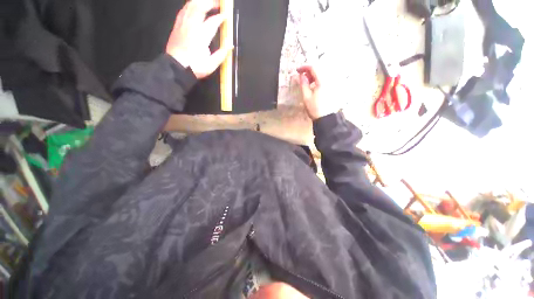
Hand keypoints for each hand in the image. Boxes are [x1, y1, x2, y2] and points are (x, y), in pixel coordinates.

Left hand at [166, 0, 232, 78]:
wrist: (177, 68)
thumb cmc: (195, 67)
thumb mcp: (211, 64)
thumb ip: (222, 54)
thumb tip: (230, 45)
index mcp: (201, 36)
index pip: (213, 22)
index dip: (220, 17)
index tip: (226, 16)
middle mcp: (191, 26)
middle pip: (200, 6)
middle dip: (210, 2)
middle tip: (218, 3)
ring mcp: (183, 24)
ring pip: (190, 5)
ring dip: (200, 1)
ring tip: (207, 2)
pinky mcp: (177, 25)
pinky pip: (184, 10)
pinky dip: (190, 5)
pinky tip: (194, 6)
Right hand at [294, 65, 337, 120]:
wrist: (326, 118)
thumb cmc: (315, 108)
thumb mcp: (306, 97)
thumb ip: (303, 84)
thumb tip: (301, 75)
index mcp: (322, 81)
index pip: (313, 67)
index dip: (304, 67)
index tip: (297, 70)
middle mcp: (330, 79)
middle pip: (319, 68)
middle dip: (309, 71)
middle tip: (302, 77)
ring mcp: (333, 83)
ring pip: (323, 73)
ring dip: (314, 75)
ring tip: (307, 83)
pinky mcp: (333, 87)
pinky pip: (326, 78)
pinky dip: (319, 79)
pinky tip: (314, 86)